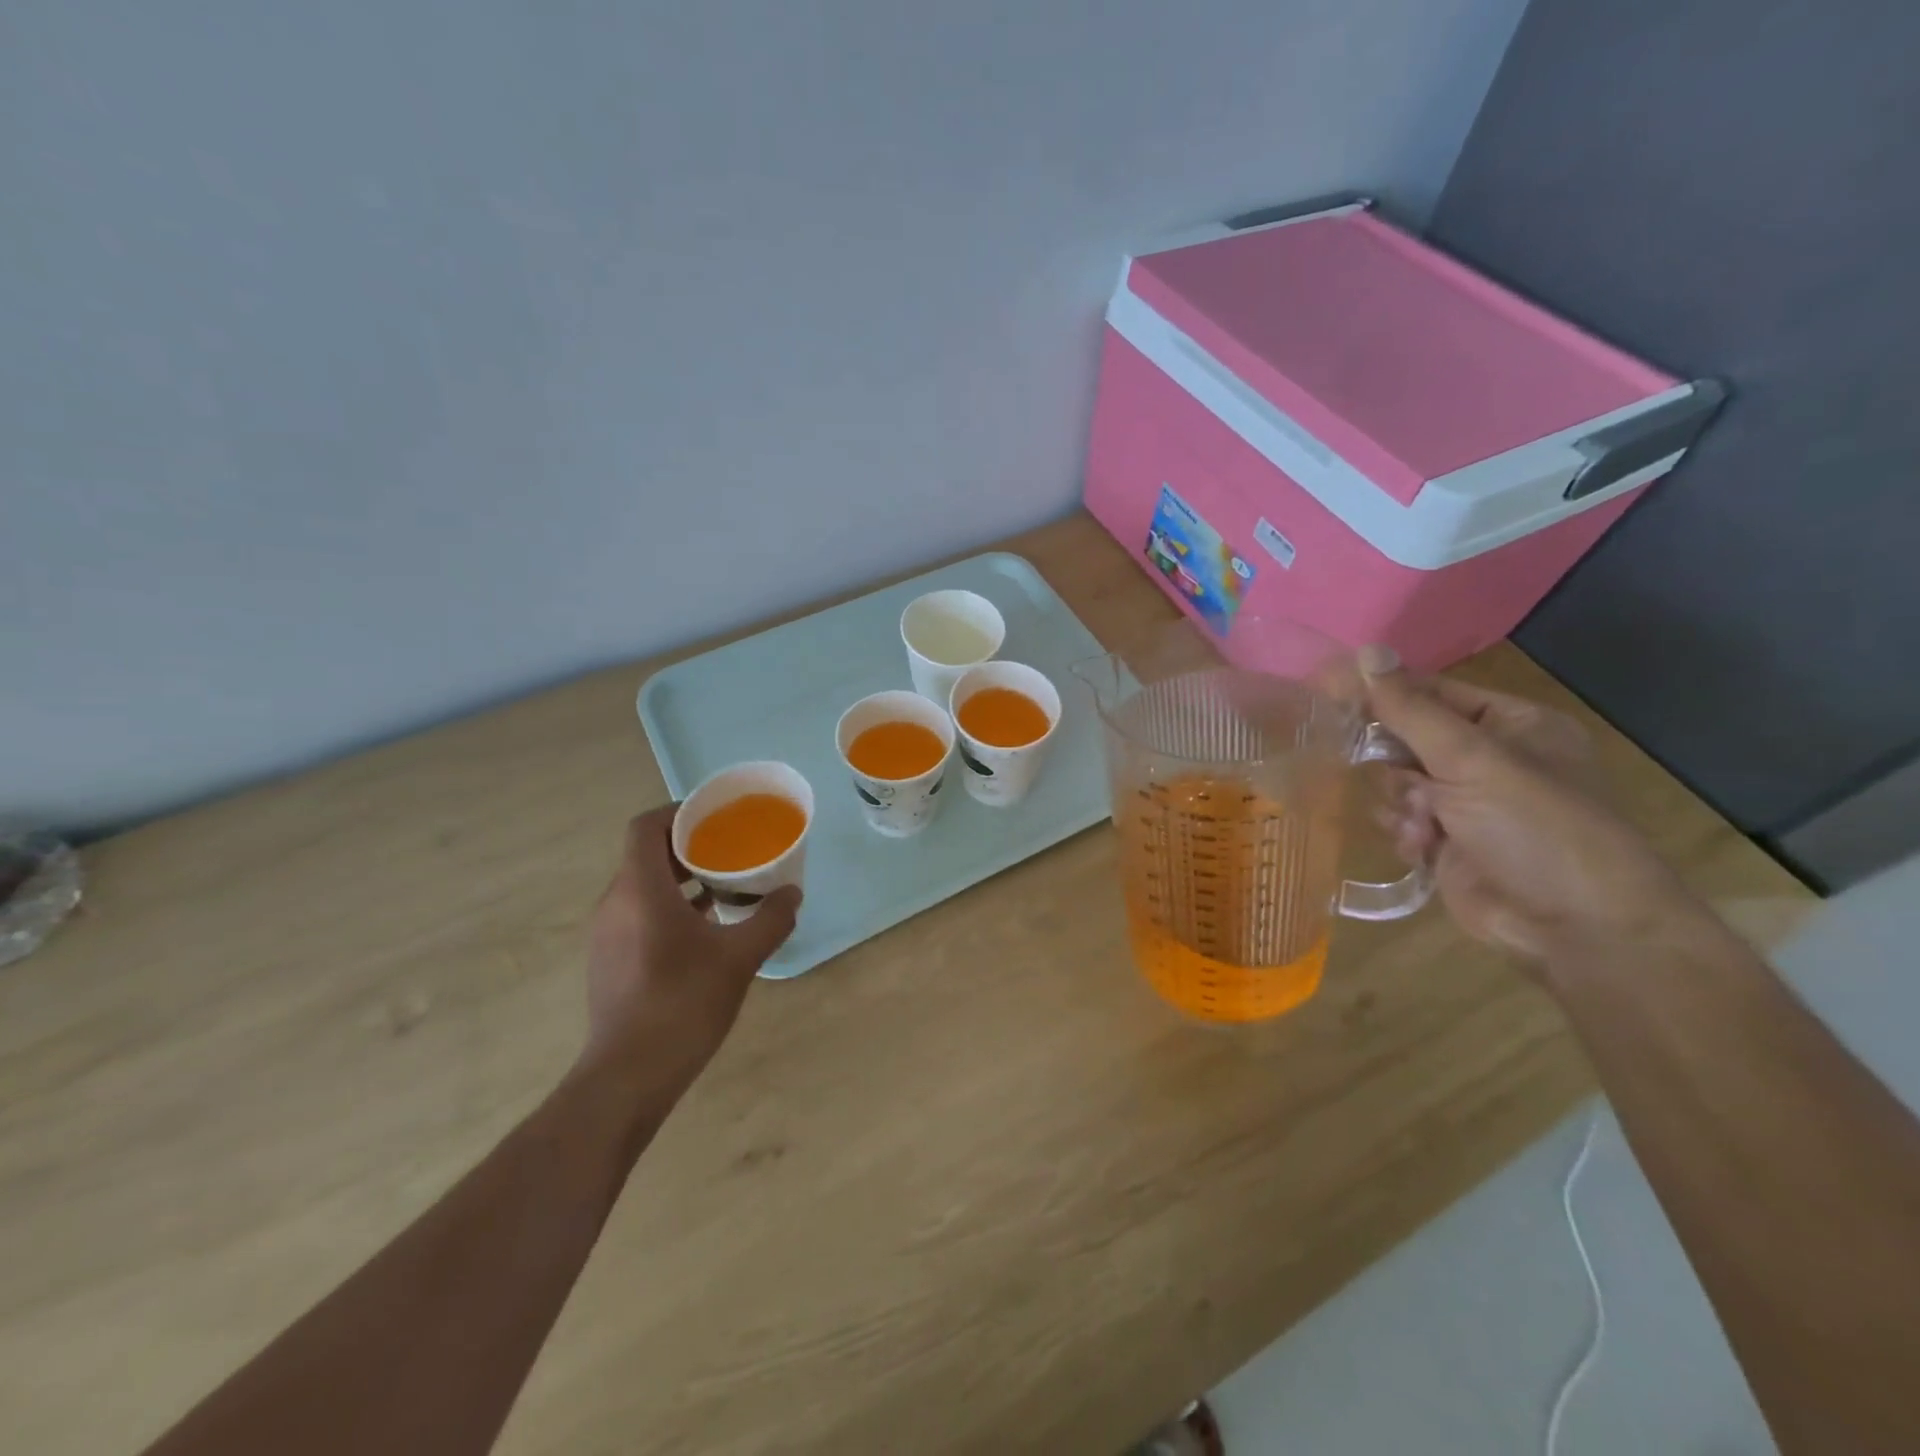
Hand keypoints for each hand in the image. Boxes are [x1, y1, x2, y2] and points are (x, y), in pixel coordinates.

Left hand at [578, 806, 800, 1099]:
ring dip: (681, 879)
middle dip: (689, 847)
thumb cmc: (683, 1004)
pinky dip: (670, 907)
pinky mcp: (610, 960)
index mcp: (640, 890)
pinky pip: (639, 914)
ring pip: (643, 886)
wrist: (627, 1076)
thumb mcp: (739, 958)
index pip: (646, 827)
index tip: (715, 818)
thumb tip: (793, 894)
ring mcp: (608, 934)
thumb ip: (770, 919)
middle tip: (732, 850)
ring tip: (725, 886)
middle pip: (646, 855)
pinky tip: (706, 928)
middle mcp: (616, 903)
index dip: (678, 813)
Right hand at [1361, 649, 1703, 964]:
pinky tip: (1424, 847)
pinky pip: (1401, 820)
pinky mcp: (1448, 843)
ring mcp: (1468, 804)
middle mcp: (1489, 759)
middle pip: (1407, 738)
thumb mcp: (1472, 760)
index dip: (1381, 693)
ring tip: (1426, 823)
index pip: (1430, 693)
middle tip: (1393, 772)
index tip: (1326, 692)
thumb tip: (1365, 650)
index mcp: (1510, 725)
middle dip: (1395, 761)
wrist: (1576, 928)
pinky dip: (1406, 831)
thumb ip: (1410, 709)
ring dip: (1400, 801)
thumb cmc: (1535, 827)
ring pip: (1396, 782)